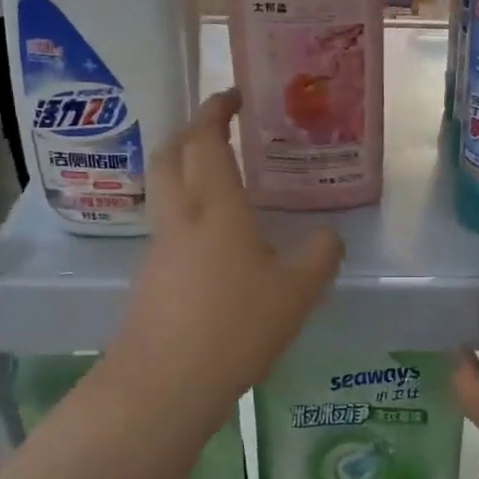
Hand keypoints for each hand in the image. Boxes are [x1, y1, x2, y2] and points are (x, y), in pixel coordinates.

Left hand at [107, 91, 342, 423]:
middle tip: (220, 127)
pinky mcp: (150, 277)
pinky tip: (215, 237)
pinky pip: (168, 224)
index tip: (234, 95)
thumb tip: (328, 235)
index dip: (217, 110)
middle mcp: (180, 217)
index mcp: (216, 207)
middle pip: (170, 154)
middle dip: (191, 130)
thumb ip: (320, 254)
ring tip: (222, 178)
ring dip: (185, 169)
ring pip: (164, 189)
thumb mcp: (298, 291)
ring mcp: (159, 248)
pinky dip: (187, 208)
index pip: (206, 139)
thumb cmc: (236, 326)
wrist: (165, 383)